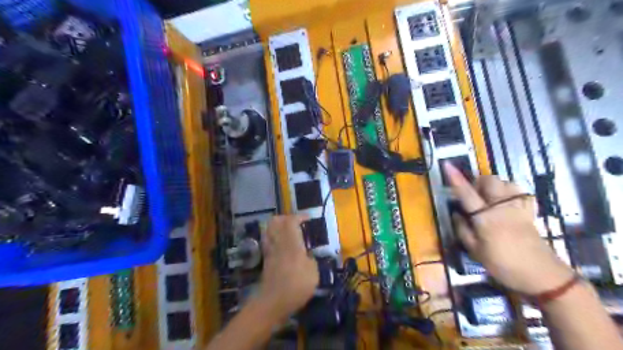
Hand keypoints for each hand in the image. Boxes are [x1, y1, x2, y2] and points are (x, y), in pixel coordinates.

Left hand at [256, 214, 317, 317]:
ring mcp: (270, 250)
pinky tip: (281, 244)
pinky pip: (268, 240)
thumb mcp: (313, 273)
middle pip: (276, 221)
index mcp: (292, 243)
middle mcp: (279, 243)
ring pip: (269, 229)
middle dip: (286, 218)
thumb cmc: (296, 286)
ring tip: (288, 231)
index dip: (299, 216)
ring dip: (278, 226)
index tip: (307, 218)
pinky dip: (273, 237)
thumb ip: (311, 260)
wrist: (273, 302)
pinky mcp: (266, 259)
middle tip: (296, 222)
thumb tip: (307, 256)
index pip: (291, 221)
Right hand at [442, 162, 573, 293]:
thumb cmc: (503, 265)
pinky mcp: (529, 212)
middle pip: (490, 180)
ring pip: (506, 182)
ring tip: (488, 197)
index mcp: (486, 217)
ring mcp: (518, 208)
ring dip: (494, 185)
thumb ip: (462, 230)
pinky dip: (511, 191)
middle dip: (478, 181)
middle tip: (472, 194)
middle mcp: (502, 207)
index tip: (446, 164)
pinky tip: (507, 200)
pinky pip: (521, 192)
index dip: (455, 178)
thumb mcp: (475, 251)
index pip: (467, 193)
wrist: (542, 276)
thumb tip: (456, 213)